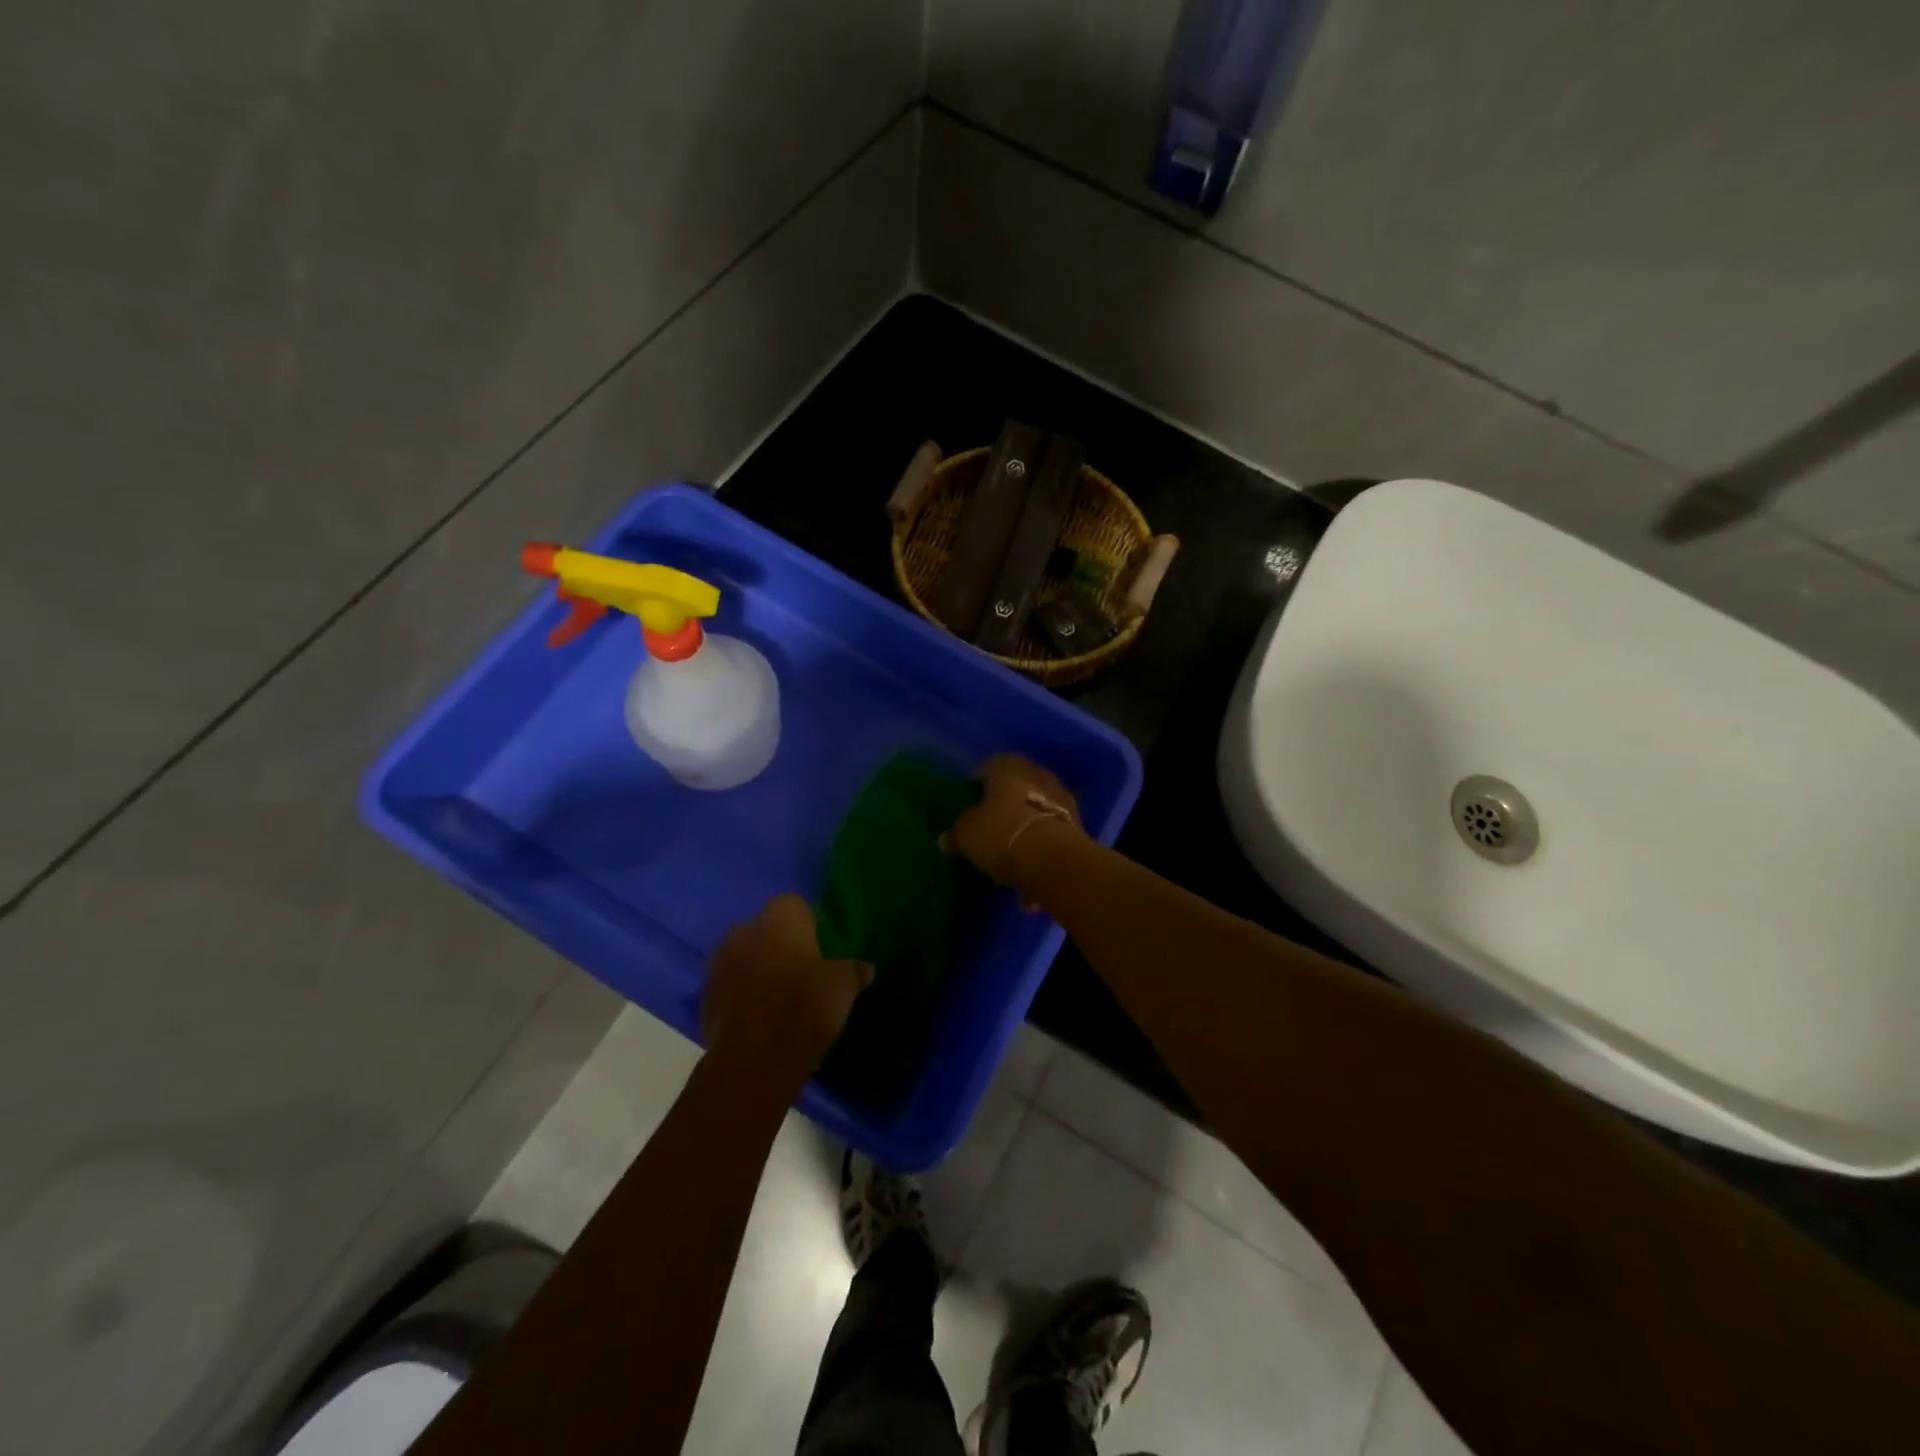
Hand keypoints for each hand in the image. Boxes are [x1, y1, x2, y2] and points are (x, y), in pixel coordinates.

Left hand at [703, 894, 872, 1067]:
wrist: (754, 1059)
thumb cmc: (804, 1006)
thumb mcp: (843, 986)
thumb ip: (854, 971)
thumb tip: (865, 968)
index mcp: (779, 917)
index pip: (795, 904)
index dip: (809, 924)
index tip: (821, 948)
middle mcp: (744, 929)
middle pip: (766, 929)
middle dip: (780, 945)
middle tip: (802, 972)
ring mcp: (719, 962)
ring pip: (745, 956)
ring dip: (758, 970)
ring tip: (780, 998)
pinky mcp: (704, 995)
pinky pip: (731, 986)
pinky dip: (743, 996)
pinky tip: (761, 1018)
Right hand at [943, 754, 1082, 886]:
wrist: (1053, 859)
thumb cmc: (1001, 834)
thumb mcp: (966, 835)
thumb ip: (955, 834)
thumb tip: (946, 839)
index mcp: (1007, 767)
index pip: (987, 767)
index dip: (977, 786)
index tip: (969, 805)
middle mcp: (1036, 774)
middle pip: (1014, 788)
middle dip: (1003, 807)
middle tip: (988, 829)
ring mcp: (1060, 797)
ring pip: (1034, 811)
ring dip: (1023, 829)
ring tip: (1009, 856)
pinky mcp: (1076, 824)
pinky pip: (1048, 833)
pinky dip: (1039, 847)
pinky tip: (1028, 871)